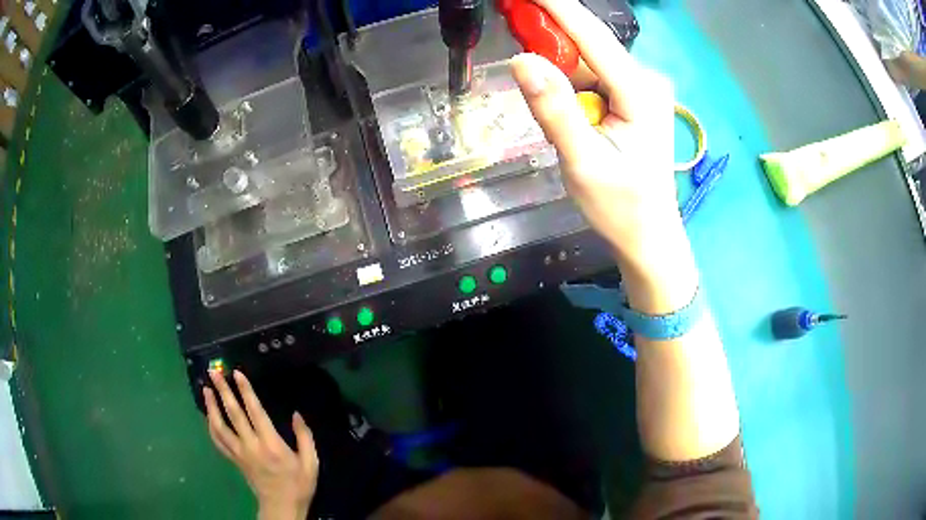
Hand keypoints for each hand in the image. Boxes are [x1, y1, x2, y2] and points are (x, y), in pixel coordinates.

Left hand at [204, 370, 318, 519]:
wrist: (282, 507)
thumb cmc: (298, 484)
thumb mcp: (311, 463)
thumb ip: (305, 437)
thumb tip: (297, 414)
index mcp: (271, 444)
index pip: (255, 412)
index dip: (245, 391)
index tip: (237, 373)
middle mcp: (251, 445)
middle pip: (233, 414)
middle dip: (222, 391)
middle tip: (213, 372)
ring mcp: (239, 453)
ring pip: (220, 426)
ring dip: (211, 406)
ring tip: (206, 389)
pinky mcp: (234, 460)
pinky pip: (218, 441)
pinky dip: (211, 426)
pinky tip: (209, 415)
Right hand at [510, 0, 695, 310]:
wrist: (649, 234)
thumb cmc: (620, 206)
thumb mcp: (582, 161)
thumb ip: (554, 109)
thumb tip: (521, 60)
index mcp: (640, 92)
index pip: (593, 37)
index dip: (556, 9)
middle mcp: (645, 81)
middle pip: (590, 46)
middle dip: (550, 37)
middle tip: (513, 30)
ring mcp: (642, 89)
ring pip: (589, 62)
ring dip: (558, 65)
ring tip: (543, 93)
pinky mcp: (634, 98)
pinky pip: (594, 77)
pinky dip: (570, 80)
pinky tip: (562, 102)